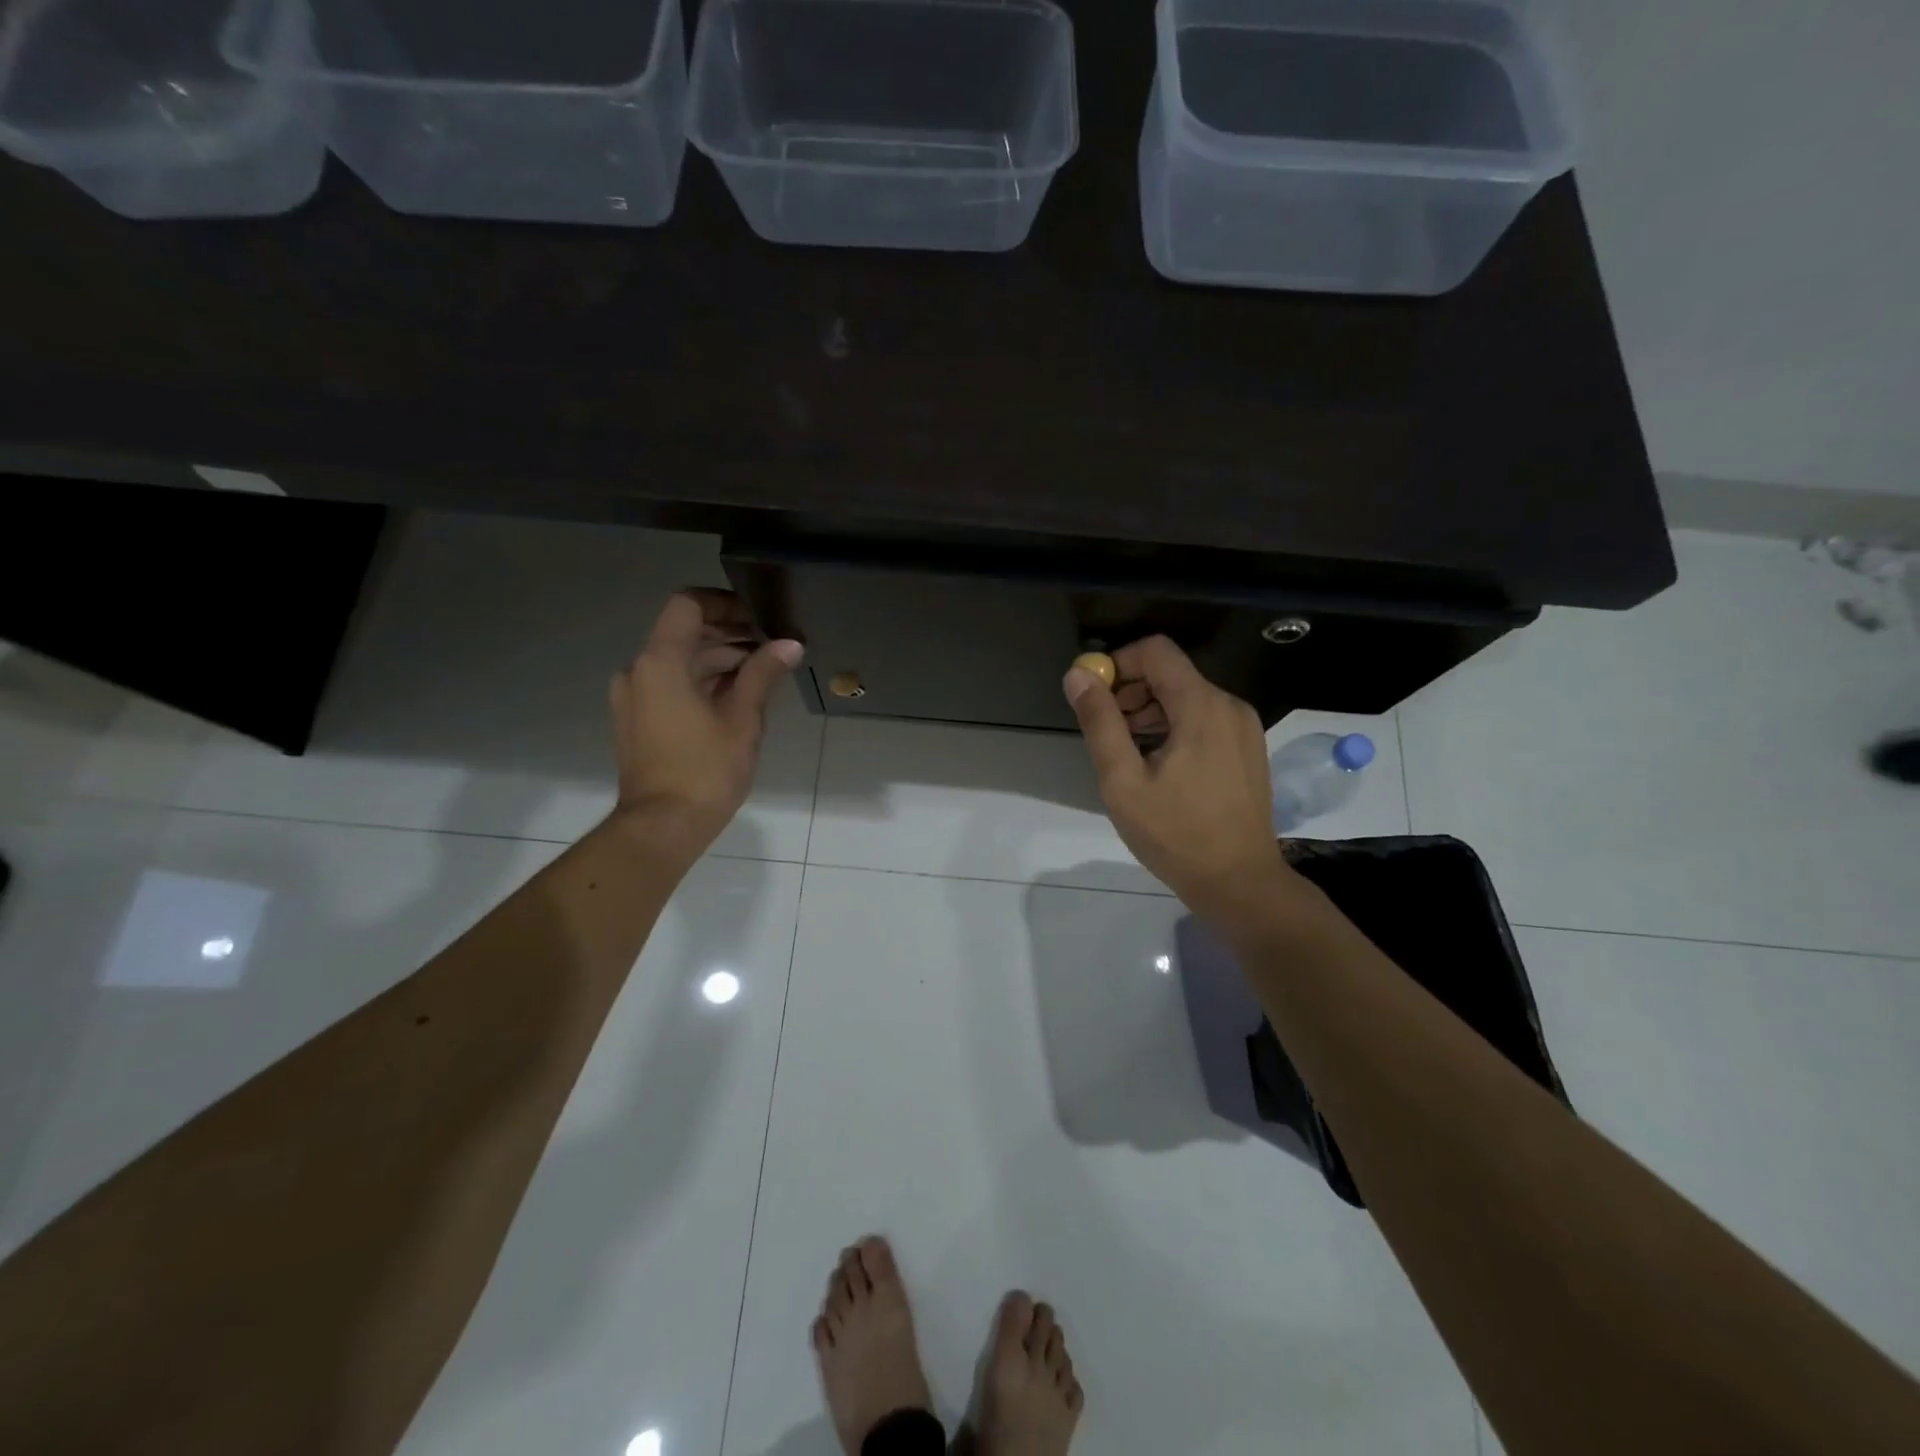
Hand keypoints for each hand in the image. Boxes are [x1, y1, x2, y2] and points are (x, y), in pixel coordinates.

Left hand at [607, 589, 803, 861]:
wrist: (662, 827)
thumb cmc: (705, 770)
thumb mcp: (743, 719)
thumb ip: (762, 674)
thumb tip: (790, 644)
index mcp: (660, 662)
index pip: (687, 605)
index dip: (724, 603)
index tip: (758, 617)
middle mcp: (638, 671)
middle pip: (683, 632)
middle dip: (728, 633)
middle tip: (771, 644)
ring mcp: (634, 697)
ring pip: (678, 660)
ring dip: (717, 659)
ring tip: (762, 669)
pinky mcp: (638, 720)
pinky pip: (670, 684)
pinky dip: (701, 681)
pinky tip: (738, 694)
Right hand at [1063, 636, 1298, 922]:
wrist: (1239, 882)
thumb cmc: (1175, 834)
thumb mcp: (1123, 780)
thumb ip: (1100, 722)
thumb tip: (1077, 675)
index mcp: (1201, 706)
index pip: (1155, 651)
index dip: (1117, 664)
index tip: (1094, 699)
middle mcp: (1229, 705)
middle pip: (1170, 673)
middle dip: (1130, 692)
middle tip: (1106, 732)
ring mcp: (1243, 727)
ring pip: (1187, 697)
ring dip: (1149, 712)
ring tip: (1127, 754)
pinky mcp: (1247, 748)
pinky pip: (1204, 719)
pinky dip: (1173, 727)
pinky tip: (1158, 766)